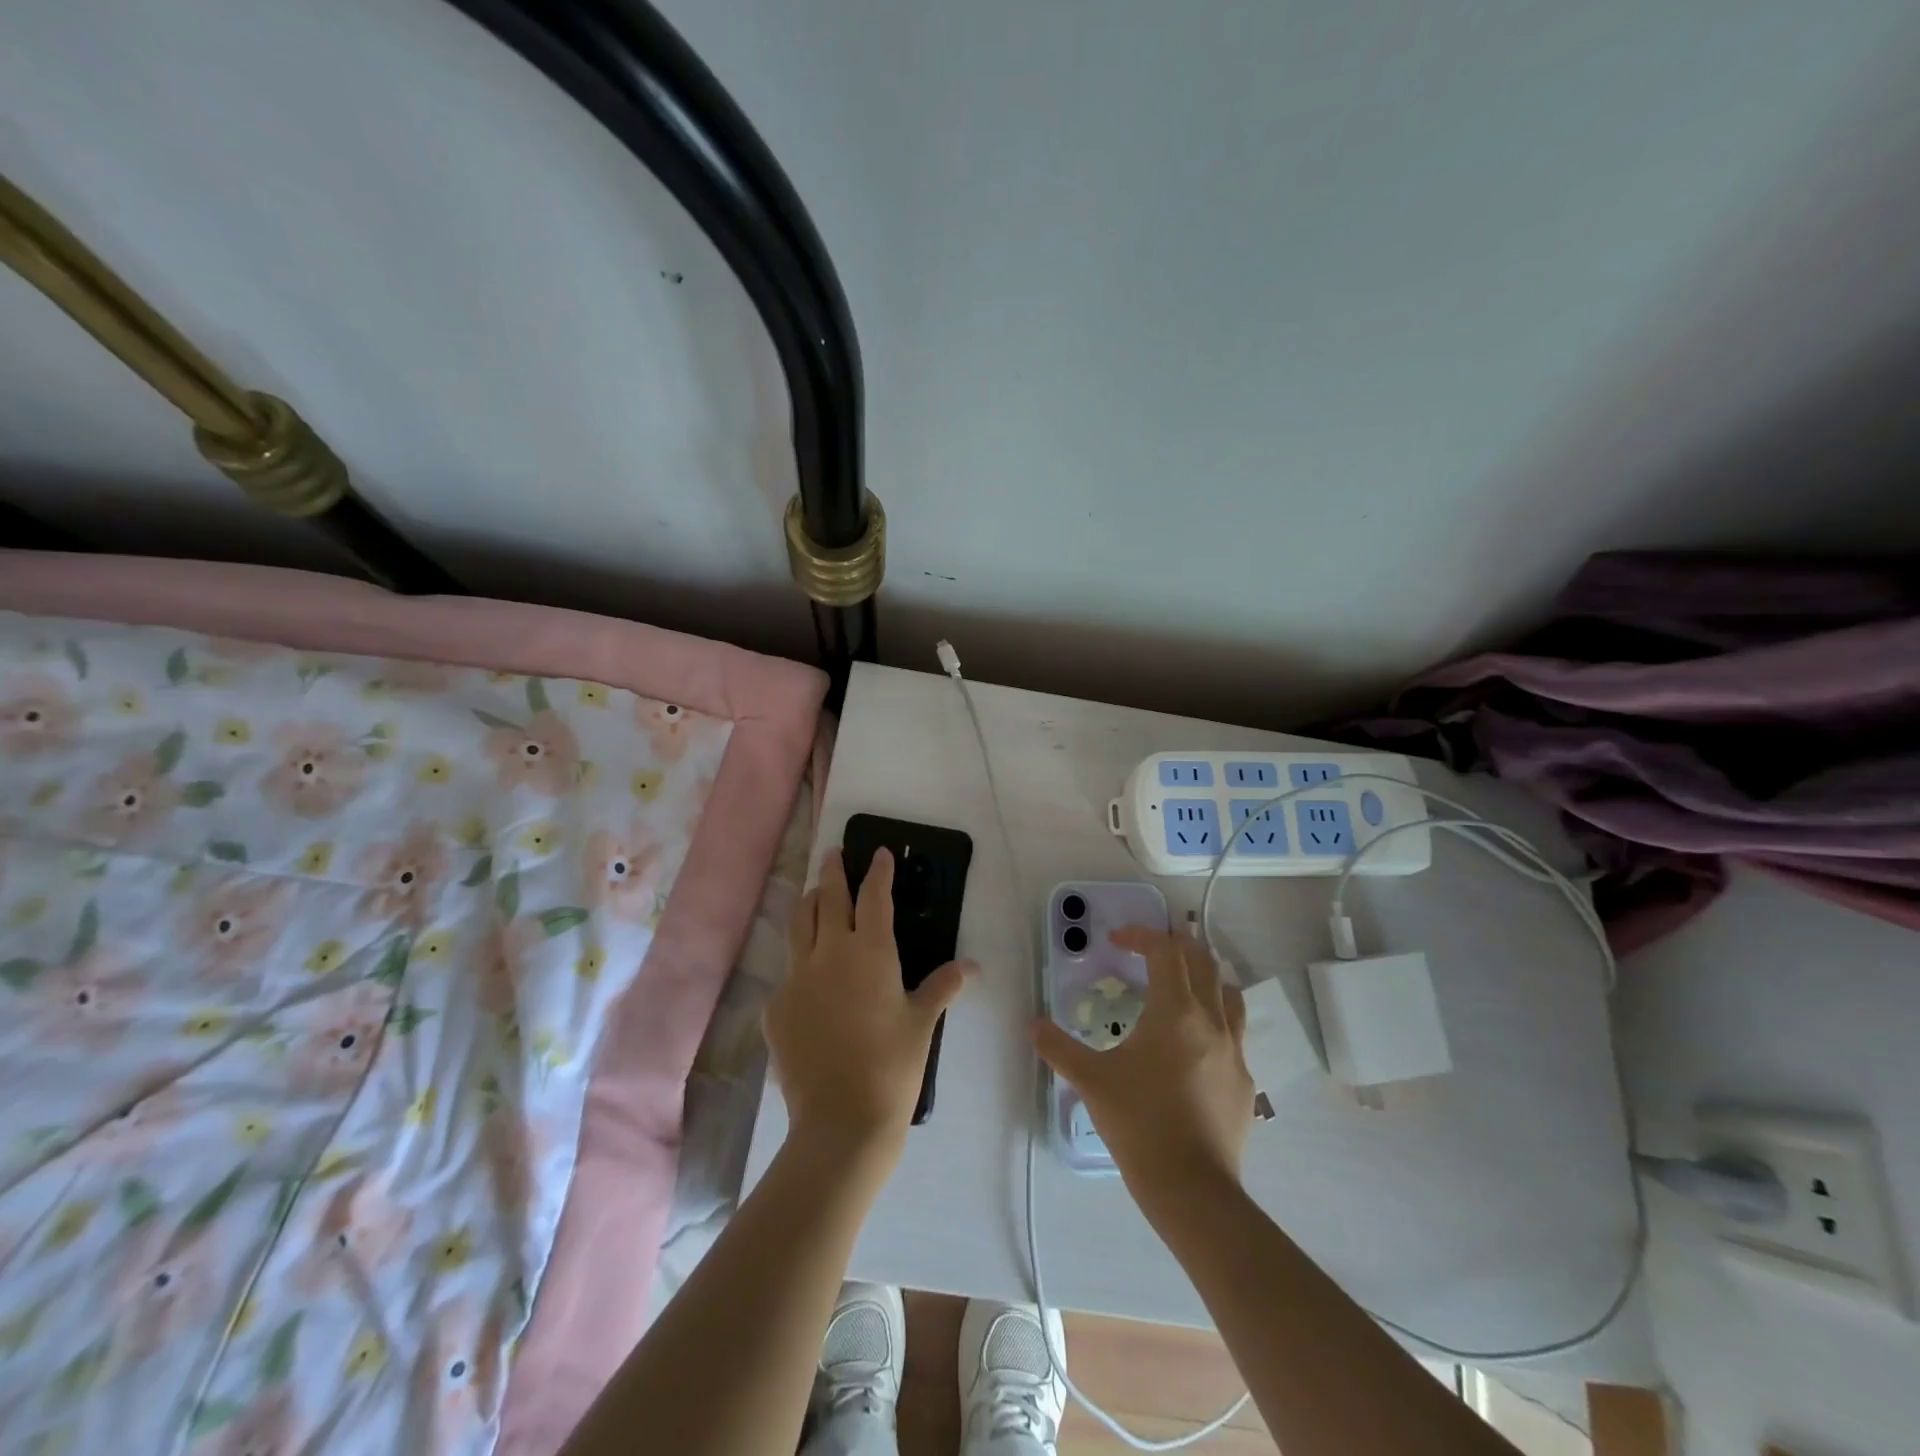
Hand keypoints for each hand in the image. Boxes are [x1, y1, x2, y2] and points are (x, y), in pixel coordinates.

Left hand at [765, 848, 973, 1163]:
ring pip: (798, 924)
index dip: (877, 871)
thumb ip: (943, 987)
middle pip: (828, 898)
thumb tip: (971, 967)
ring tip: (815, 895)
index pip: (873, 896)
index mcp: (870, 951)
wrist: (840, 1121)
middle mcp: (829, 953)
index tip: (879, 853)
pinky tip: (808, 979)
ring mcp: (796, 978)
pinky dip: (800, 963)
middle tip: (834, 854)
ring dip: (809, 904)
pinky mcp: (775, 1007)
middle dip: (833, 871)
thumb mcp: (922, 1023)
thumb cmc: (892, 1066)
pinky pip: (788, 972)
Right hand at [1033, 926, 1253, 1204]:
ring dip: (1205, 978)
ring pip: (1229, 993)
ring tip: (1182, 986)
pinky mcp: (1244, 1082)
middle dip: (1176, 946)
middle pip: (1202, 961)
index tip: (1117, 941)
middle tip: (1150, 951)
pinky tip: (1196, 1045)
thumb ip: (1058, 1047)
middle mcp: (1211, 1020)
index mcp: (1175, 1010)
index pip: (1165, 951)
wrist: (1192, 1188)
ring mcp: (1234, 1051)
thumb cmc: (1139, 1123)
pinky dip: (1216, 1021)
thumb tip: (1033, 1025)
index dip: (1141, 936)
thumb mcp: (1090, 1080)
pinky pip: (1236, 1034)